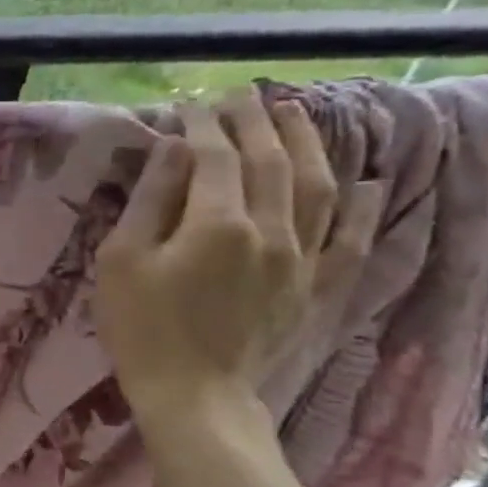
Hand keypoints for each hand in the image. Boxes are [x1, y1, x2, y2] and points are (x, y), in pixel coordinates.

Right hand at [95, 90, 380, 423]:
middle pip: (271, 162)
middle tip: (241, 94)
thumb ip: (149, 203)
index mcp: (218, 224)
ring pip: (317, 188)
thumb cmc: (140, 326)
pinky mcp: (315, 286)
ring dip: (306, 145)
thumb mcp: (122, 261)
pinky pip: (349, 238)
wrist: (192, 392)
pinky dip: (359, 207)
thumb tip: (172, 150)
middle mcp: (272, 231)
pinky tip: (365, 183)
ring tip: (294, 114)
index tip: (189, 104)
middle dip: (255, 123)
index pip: (216, 158)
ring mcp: (302, 258)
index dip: (202, 127)